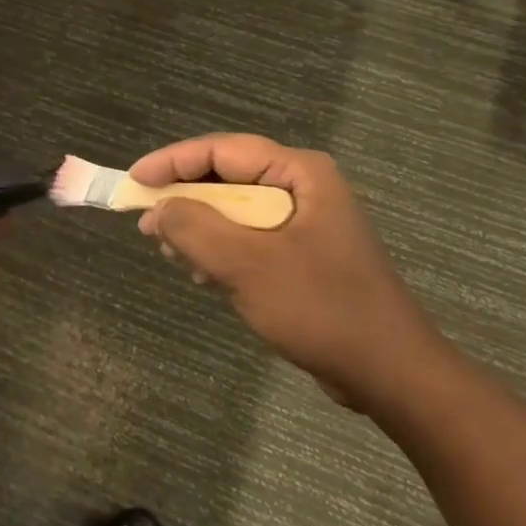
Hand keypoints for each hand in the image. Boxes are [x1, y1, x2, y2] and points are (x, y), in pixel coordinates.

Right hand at [130, 134, 442, 409]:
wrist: (391, 374)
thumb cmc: (321, 309)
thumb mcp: (248, 265)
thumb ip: (195, 229)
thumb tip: (156, 209)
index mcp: (300, 174)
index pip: (221, 151)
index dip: (172, 162)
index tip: (134, 182)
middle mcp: (302, 188)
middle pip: (225, 178)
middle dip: (184, 201)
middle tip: (148, 226)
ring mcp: (304, 222)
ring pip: (233, 211)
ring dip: (200, 230)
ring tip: (174, 256)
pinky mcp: (302, 254)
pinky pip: (248, 239)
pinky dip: (221, 252)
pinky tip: (206, 278)